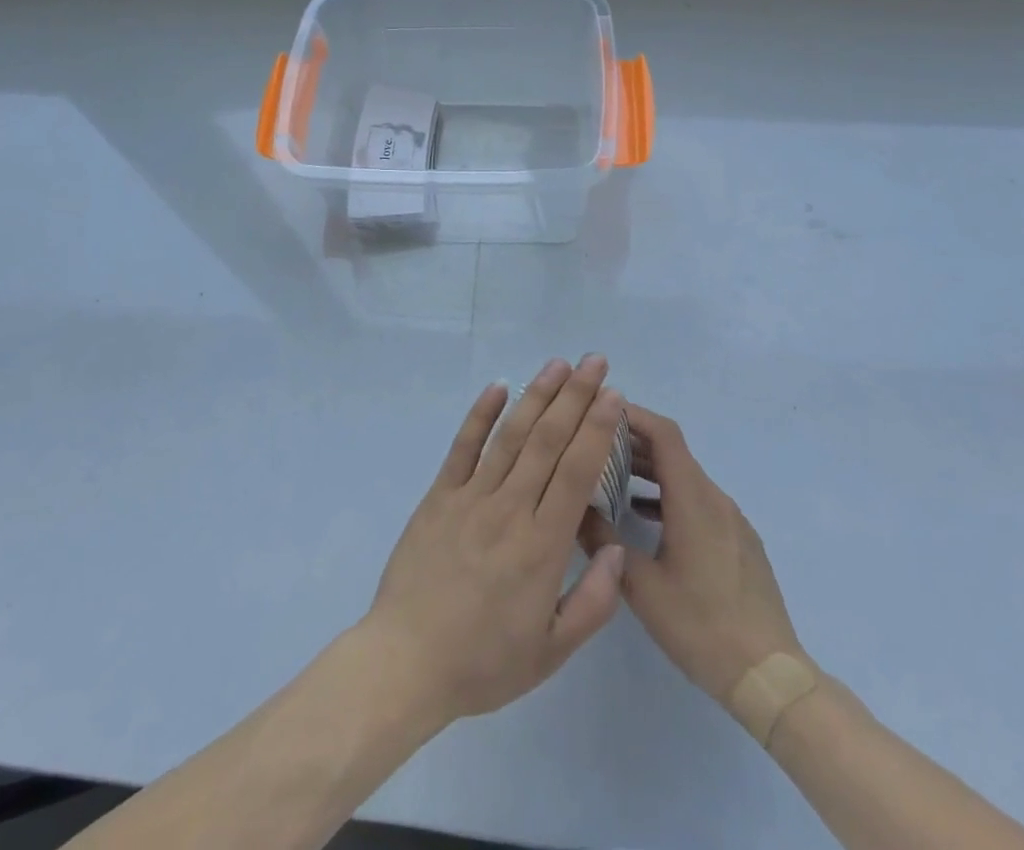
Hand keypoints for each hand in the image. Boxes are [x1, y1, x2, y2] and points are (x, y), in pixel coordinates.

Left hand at [364, 356, 627, 726]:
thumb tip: (617, 548)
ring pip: (511, 435)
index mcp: (543, 546)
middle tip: (594, 361)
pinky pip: (463, 446)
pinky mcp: (439, 495)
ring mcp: (471, 497)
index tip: (613, 395)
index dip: (597, 428)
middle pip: (548, 441)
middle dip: (575, 396)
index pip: (577, 472)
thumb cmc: (484, 662)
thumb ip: (594, 601)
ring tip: (558, 364)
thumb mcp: (551, 652)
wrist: (407, 662)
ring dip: (536, 395)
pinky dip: (480, 414)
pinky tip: (498, 387)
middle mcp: (510, 509)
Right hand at [582, 405, 805, 706]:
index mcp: (693, 499)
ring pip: (686, 477)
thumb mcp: (641, 585)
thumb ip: (604, 540)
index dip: (634, 415)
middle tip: (594, 443)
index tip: (601, 410)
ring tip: (611, 477)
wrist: (771, 676)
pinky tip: (645, 517)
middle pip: (674, 452)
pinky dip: (669, 495)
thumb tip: (572, 507)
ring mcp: (732, 520)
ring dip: (650, 470)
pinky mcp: (739, 541)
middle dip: (634, 441)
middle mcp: (715, 498)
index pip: (664, 434)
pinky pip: (699, 501)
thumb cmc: (701, 626)